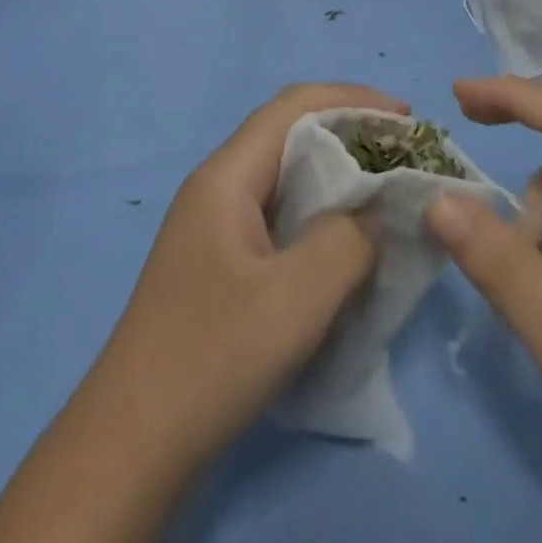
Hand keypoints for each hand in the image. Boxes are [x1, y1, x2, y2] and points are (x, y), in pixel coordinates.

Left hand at [85, 82, 403, 473]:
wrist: (134, 442)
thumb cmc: (212, 358)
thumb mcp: (296, 299)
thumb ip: (347, 241)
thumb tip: (372, 215)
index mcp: (227, 176)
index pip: (293, 106)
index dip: (353, 99)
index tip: (408, 119)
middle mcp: (218, 186)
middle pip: (290, 134)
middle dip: (351, 133)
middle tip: (407, 157)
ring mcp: (216, 225)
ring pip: (287, 176)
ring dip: (339, 175)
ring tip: (388, 194)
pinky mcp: (222, 261)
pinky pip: (281, 215)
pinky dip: (322, 213)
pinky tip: (349, 243)